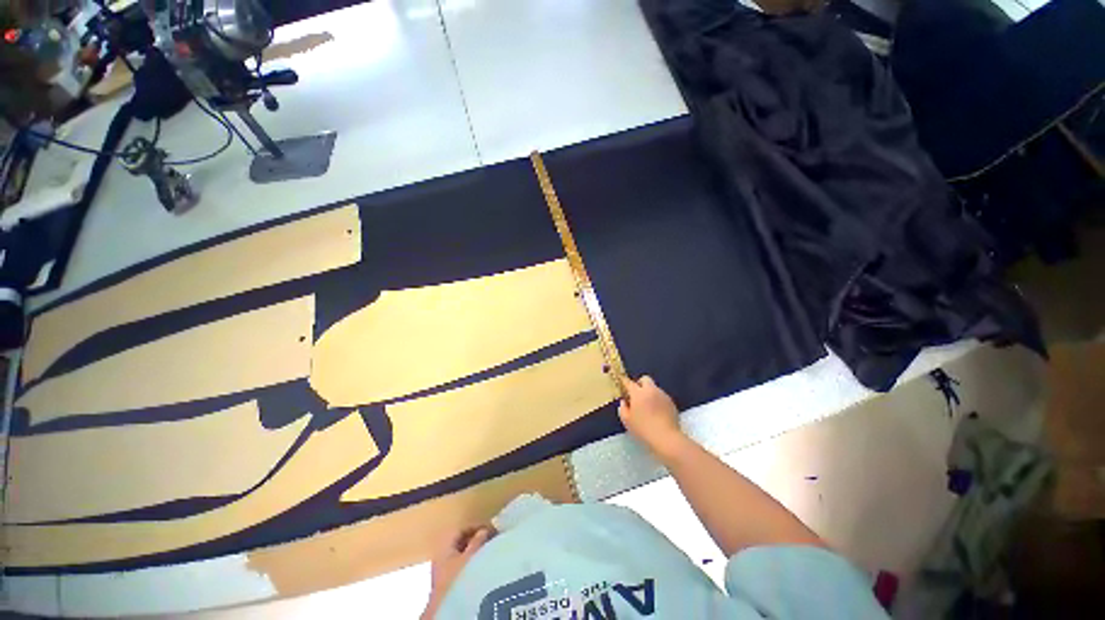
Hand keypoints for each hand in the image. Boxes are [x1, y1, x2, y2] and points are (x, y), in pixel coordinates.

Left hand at [422, 525, 494, 618]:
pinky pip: (463, 568)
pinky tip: (483, 568)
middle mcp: (441, 559)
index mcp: (443, 548)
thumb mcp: (471, 555)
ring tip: (490, 553)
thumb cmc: (458, 579)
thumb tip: (484, 530)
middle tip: (491, 540)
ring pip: (462, 556)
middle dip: (476, 540)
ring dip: (476, 553)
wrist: (450, 611)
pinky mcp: (450, 586)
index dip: (475, 527)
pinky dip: (473, 564)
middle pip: (460, 543)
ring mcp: (444, 574)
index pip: (459, 530)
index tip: (490, 528)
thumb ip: (478, 540)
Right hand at [618, 376, 685, 459]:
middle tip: (636, 394)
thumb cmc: (643, 429)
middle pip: (645, 379)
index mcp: (638, 393)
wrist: (666, 438)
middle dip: (640, 383)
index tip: (622, 383)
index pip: (629, 382)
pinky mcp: (671, 402)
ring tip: (648, 406)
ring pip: (654, 388)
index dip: (624, 382)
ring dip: (650, 393)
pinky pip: (662, 397)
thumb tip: (624, 401)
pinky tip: (657, 412)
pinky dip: (658, 400)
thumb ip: (623, 409)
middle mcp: (651, 390)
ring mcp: (663, 395)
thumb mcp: (627, 421)